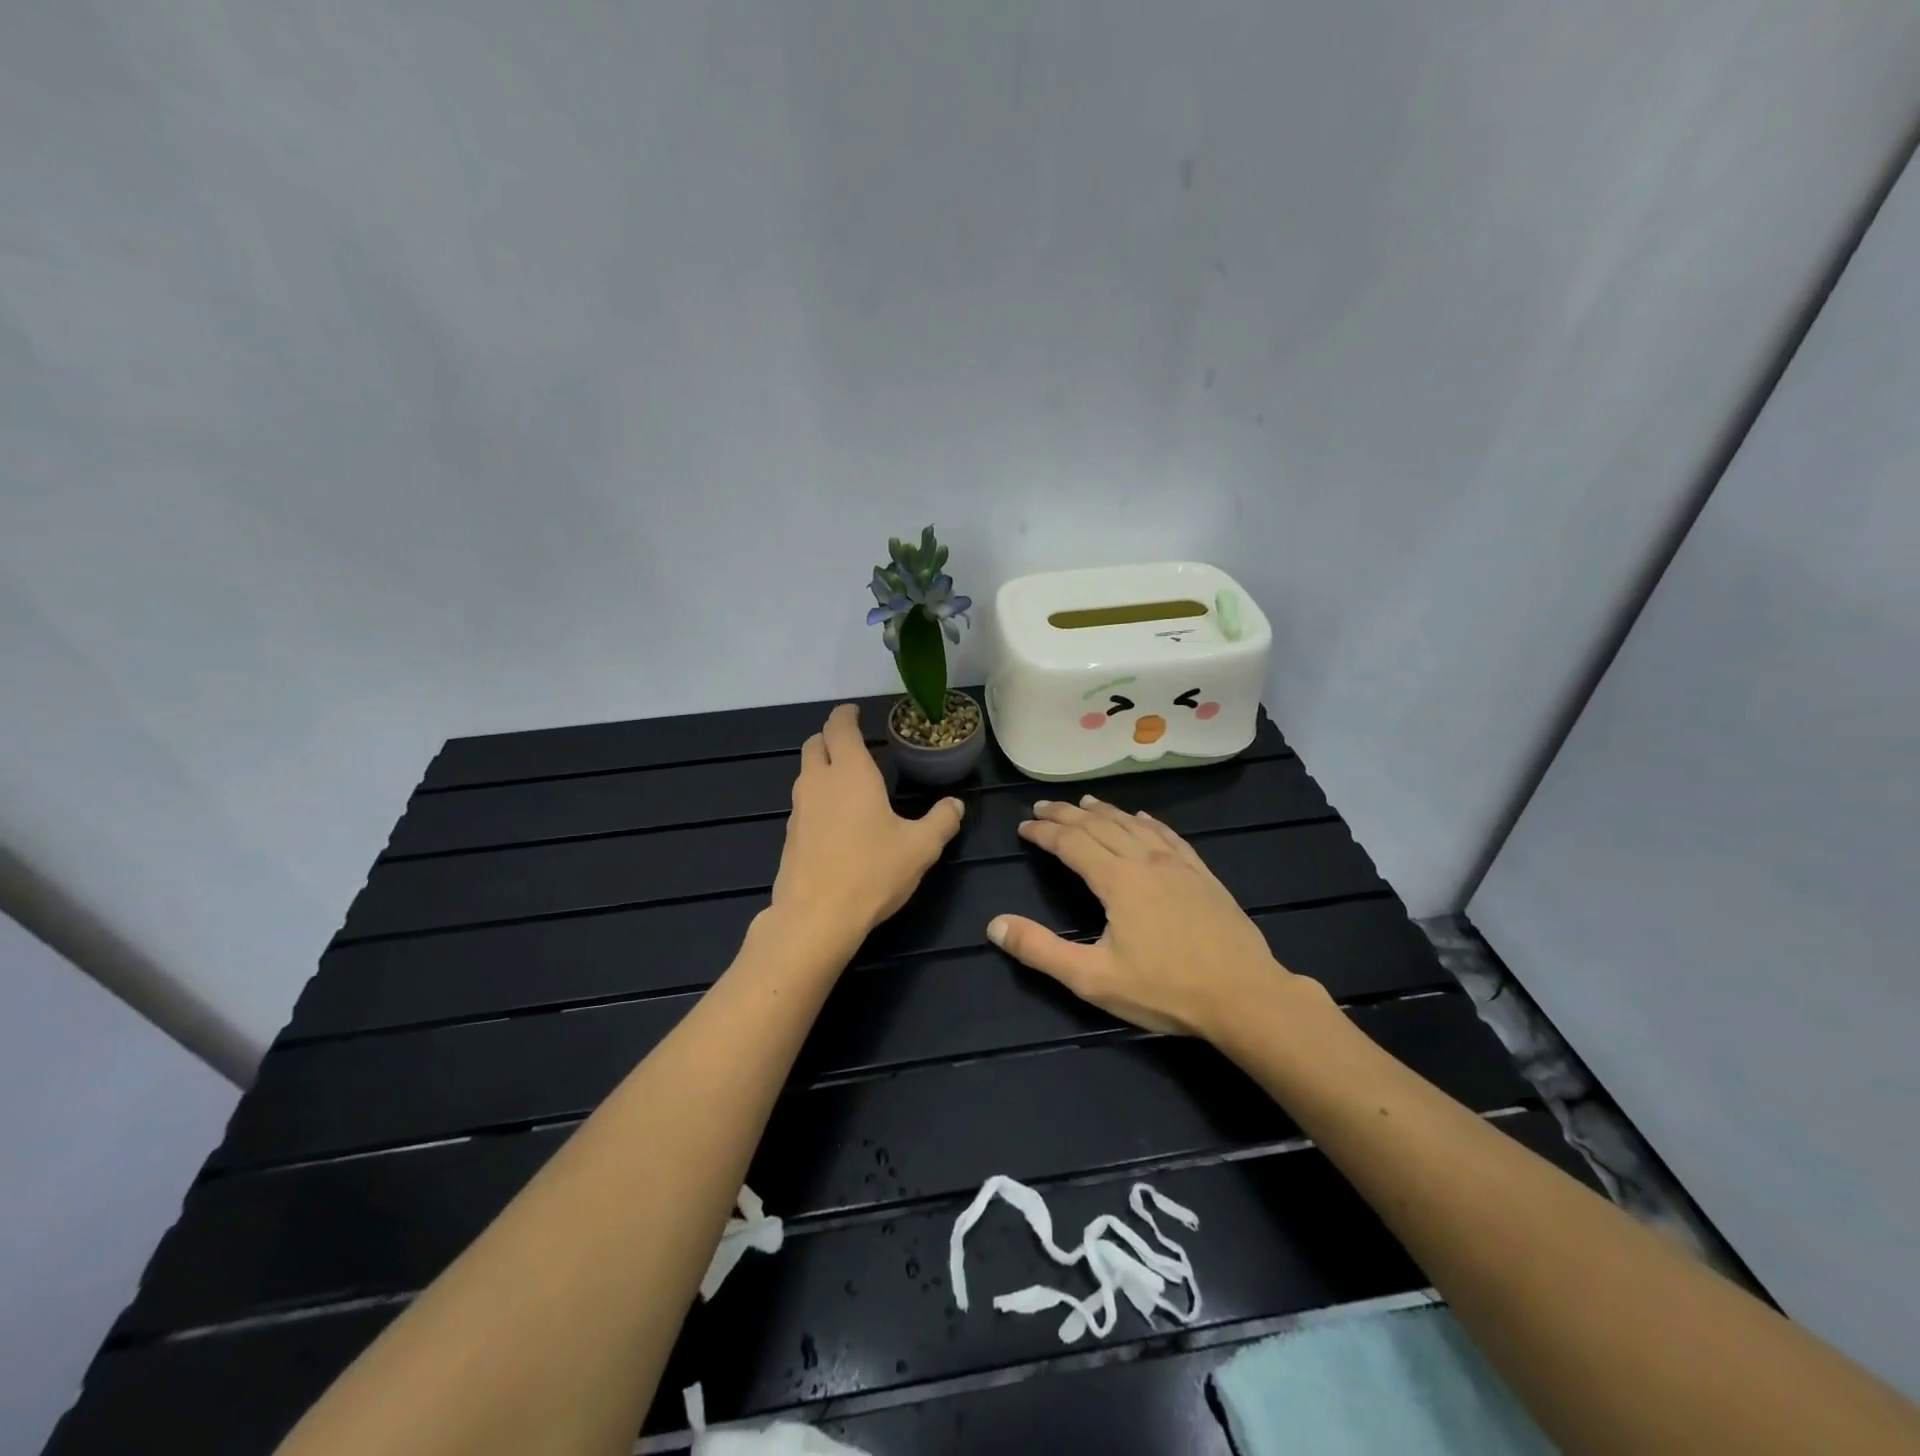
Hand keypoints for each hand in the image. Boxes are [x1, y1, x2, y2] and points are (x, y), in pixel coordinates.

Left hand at [769, 704, 965, 946]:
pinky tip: (837, 818)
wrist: (815, 918)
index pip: (839, 727)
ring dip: (822, 766)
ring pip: (805, 772)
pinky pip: (803, 801)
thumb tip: (956, 805)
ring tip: (848, 779)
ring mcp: (799, 808)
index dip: (846, 715)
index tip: (856, 712)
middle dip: (831, 736)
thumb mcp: (920, 848)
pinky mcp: (790, 835)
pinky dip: (818, 795)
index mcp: (850, 772)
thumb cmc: (872, 872)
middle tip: (853, 742)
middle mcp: (818, 782)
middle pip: (814, 743)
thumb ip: (942, 821)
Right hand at [987, 795, 1297, 1039]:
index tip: (1024, 826)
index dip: (1044, 832)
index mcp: (1116, 880)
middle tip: (1043, 806)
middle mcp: (1144, 860)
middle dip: (1066, 814)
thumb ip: (1040, 951)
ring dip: (1103, 811)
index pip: (1071, 843)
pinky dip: (1146, 822)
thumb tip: (995, 925)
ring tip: (1084, 803)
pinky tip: (1141, 818)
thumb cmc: (1165, 990)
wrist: (1244, 995)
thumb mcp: (1093, 978)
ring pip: (1132, 824)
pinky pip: (1168, 835)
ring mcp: (1177, 863)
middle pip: (1098, 825)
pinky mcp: (1201, 873)